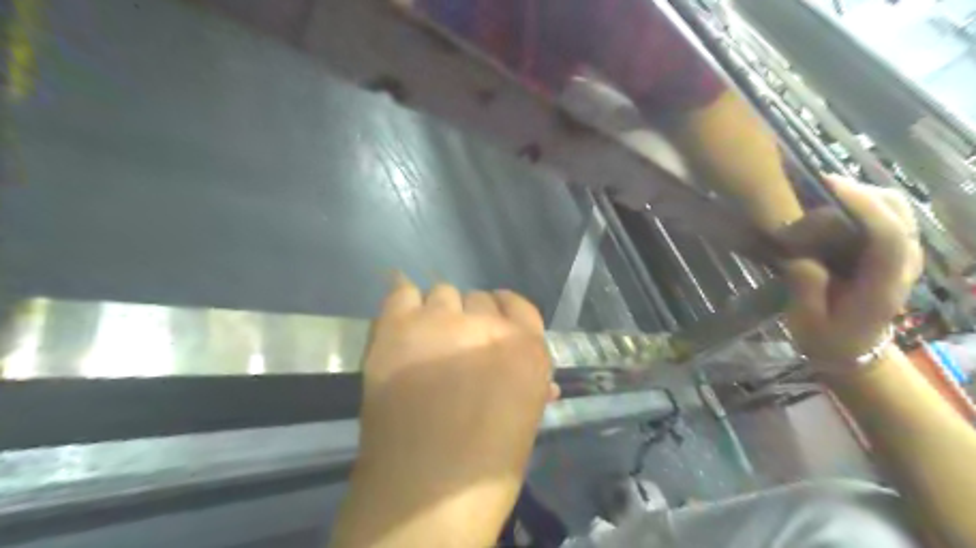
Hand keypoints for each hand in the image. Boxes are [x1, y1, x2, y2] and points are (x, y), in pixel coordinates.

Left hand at [332, 279, 551, 547]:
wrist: (423, 494)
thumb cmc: (486, 467)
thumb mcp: (526, 420)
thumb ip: (531, 386)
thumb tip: (538, 379)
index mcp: (526, 347)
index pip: (518, 305)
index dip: (505, 311)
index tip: (494, 321)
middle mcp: (486, 325)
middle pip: (479, 298)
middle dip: (471, 318)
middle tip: (457, 345)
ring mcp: (440, 321)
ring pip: (443, 293)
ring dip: (439, 313)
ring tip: (427, 341)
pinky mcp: (397, 327)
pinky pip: (402, 291)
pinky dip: (404, 302)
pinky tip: (403, 319)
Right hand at [784, 178, 924, 370]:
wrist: (854, 352)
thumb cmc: (827, 339)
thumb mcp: (807, 323)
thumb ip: (806, 290)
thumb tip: (800, 257)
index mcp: (882, 286)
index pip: (888, 237)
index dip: (863, 206)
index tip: (828, 186)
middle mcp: (903, 266)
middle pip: (900, 213)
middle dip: (862, 192)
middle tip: (817, 188)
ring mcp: (905, 258)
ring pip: (898, 209)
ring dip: (864, 194)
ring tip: (824, 193)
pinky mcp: (896, 253)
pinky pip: (889, 216)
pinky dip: (866, 203)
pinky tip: (836, 206)